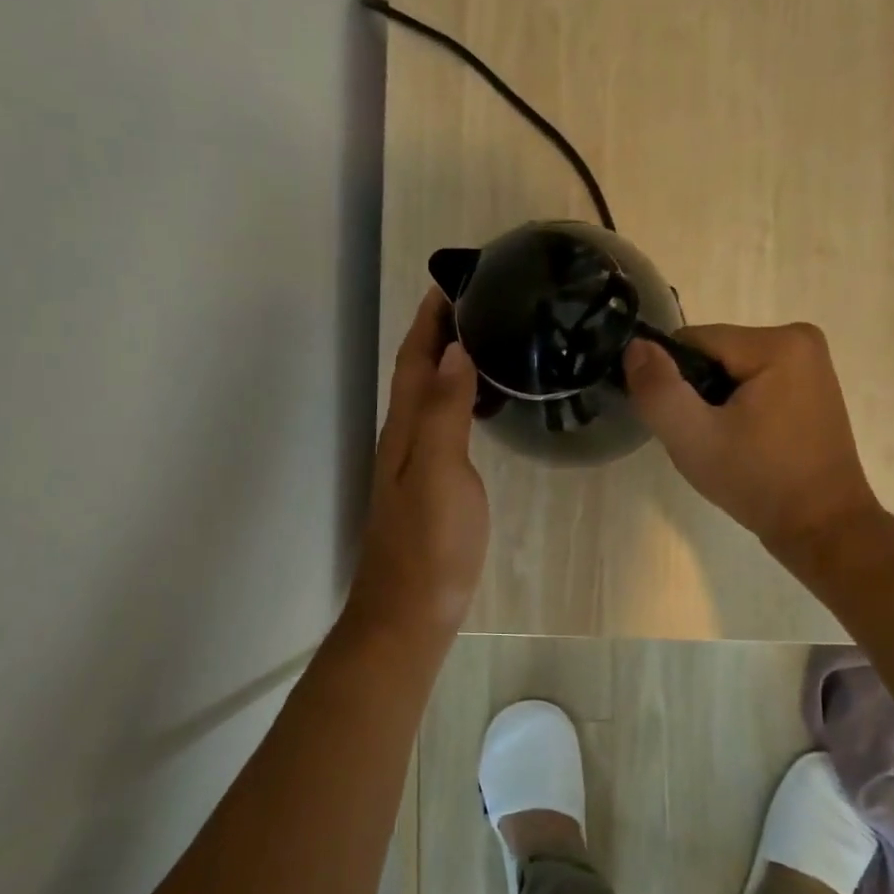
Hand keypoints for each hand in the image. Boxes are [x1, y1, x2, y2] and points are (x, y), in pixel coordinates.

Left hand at [343, 289, 489, 644]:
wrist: (410, 612)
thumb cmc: (429, 544)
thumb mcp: (440, 472)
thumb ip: (445, 411)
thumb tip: (454, 350)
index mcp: (406, 428)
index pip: (415, 359)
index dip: (429, 320)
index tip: (453, 282)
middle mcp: (405, 438)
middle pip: (419, 373)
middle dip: (440, 333)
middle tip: (481, 304)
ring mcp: (416, 464)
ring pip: (430, 398)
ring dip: (450, 364)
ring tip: (488, 341)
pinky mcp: (431, 486)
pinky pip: (444, 425)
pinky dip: (460, 400)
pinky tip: (484, 406)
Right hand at [624, 323, 882, 557]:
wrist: (822, 528)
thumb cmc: (759, 481)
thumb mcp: (694, 438)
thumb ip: (658, 389)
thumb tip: (635, 346)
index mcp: (778, 342)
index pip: (693, 342)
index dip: (674, 381)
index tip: (681, 424)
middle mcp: (801, 340)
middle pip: (713, 354)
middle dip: (697, 393)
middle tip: (703, 440)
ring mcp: (811, 364)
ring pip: (730, 371)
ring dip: (715, 404)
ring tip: (724, 445)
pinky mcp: (812, 388)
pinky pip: (754, 384)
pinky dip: (738, 409)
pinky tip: (744, 443)